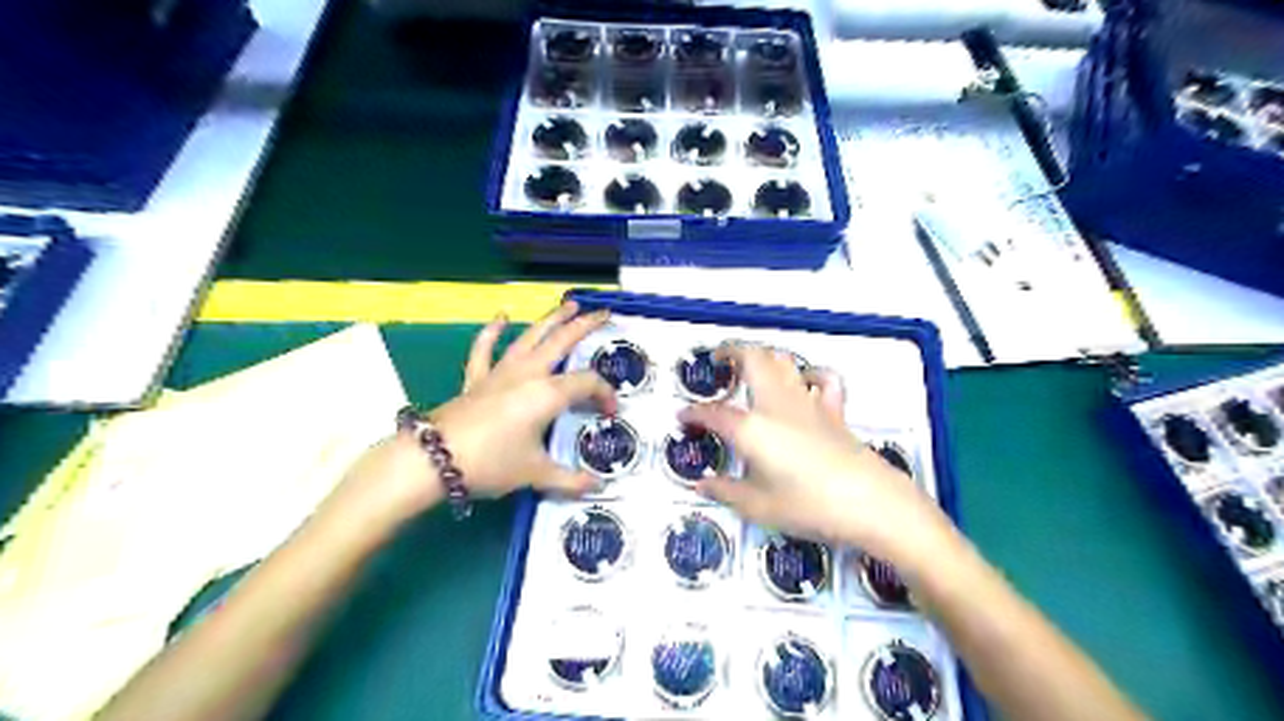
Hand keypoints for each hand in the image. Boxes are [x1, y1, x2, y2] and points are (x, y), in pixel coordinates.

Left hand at [426, 300, 615, 496]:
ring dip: (550, 319)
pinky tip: (500, 316)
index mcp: (548, 394)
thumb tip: (597, 488)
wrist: (434, 459)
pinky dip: (492, 332)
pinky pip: (485, 349)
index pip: (587, 384)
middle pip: (562, 342)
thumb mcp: (536, 474)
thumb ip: (570, 481)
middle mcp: (528, 374)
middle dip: (585, 326)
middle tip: (604, 314)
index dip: (605, 394)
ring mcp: (500, 372)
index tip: (611, 412)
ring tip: (568, 304)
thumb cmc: (492, 463)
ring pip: (530, 337)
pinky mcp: (477, 378)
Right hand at [675, 344, 956, 567]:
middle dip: (732, 352)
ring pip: (783, 361)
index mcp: (752, 428)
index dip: (694, 413)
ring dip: (764, 357)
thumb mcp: (758, 507)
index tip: (683, 417)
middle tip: (719, 359)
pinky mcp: (833, 411)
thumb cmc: (808, 506)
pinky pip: (821, 380)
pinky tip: (804, 383)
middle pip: (752, 360)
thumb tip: (703, 485)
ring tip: (751, 366)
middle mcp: (776, 405)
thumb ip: (726, 491)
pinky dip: (809, 374)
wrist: (870, 502)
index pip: (714, 413)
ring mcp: (807, 403)